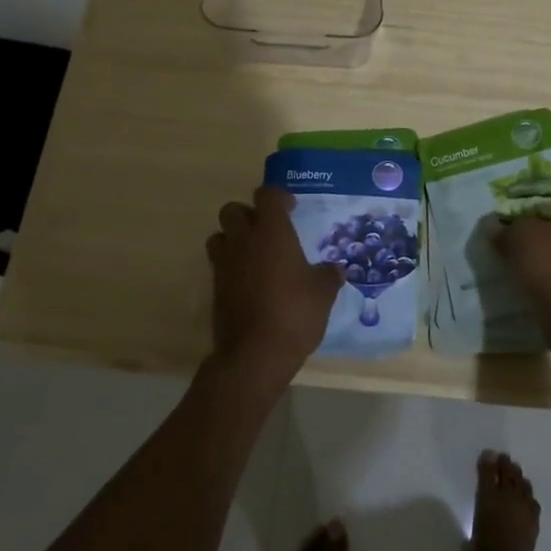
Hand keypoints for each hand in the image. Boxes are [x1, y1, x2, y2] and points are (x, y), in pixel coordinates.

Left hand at [206, 186, 342, 397]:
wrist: (254, 355)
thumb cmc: (294, 313)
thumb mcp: (323, 293)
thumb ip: (329, 274)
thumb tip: (335, 269)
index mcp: (271, 232)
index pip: (267, 195)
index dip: (279, 197)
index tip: (292, 209)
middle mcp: (243, 241)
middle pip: (233, 210)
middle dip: (249, 214)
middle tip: (269, 230)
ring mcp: (225, 264)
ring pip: (220, 236)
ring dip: (234, 238)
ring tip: (255, 254)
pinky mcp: (215, 289)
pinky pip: (220, 264)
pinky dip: (232, 266)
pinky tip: (252, 283)